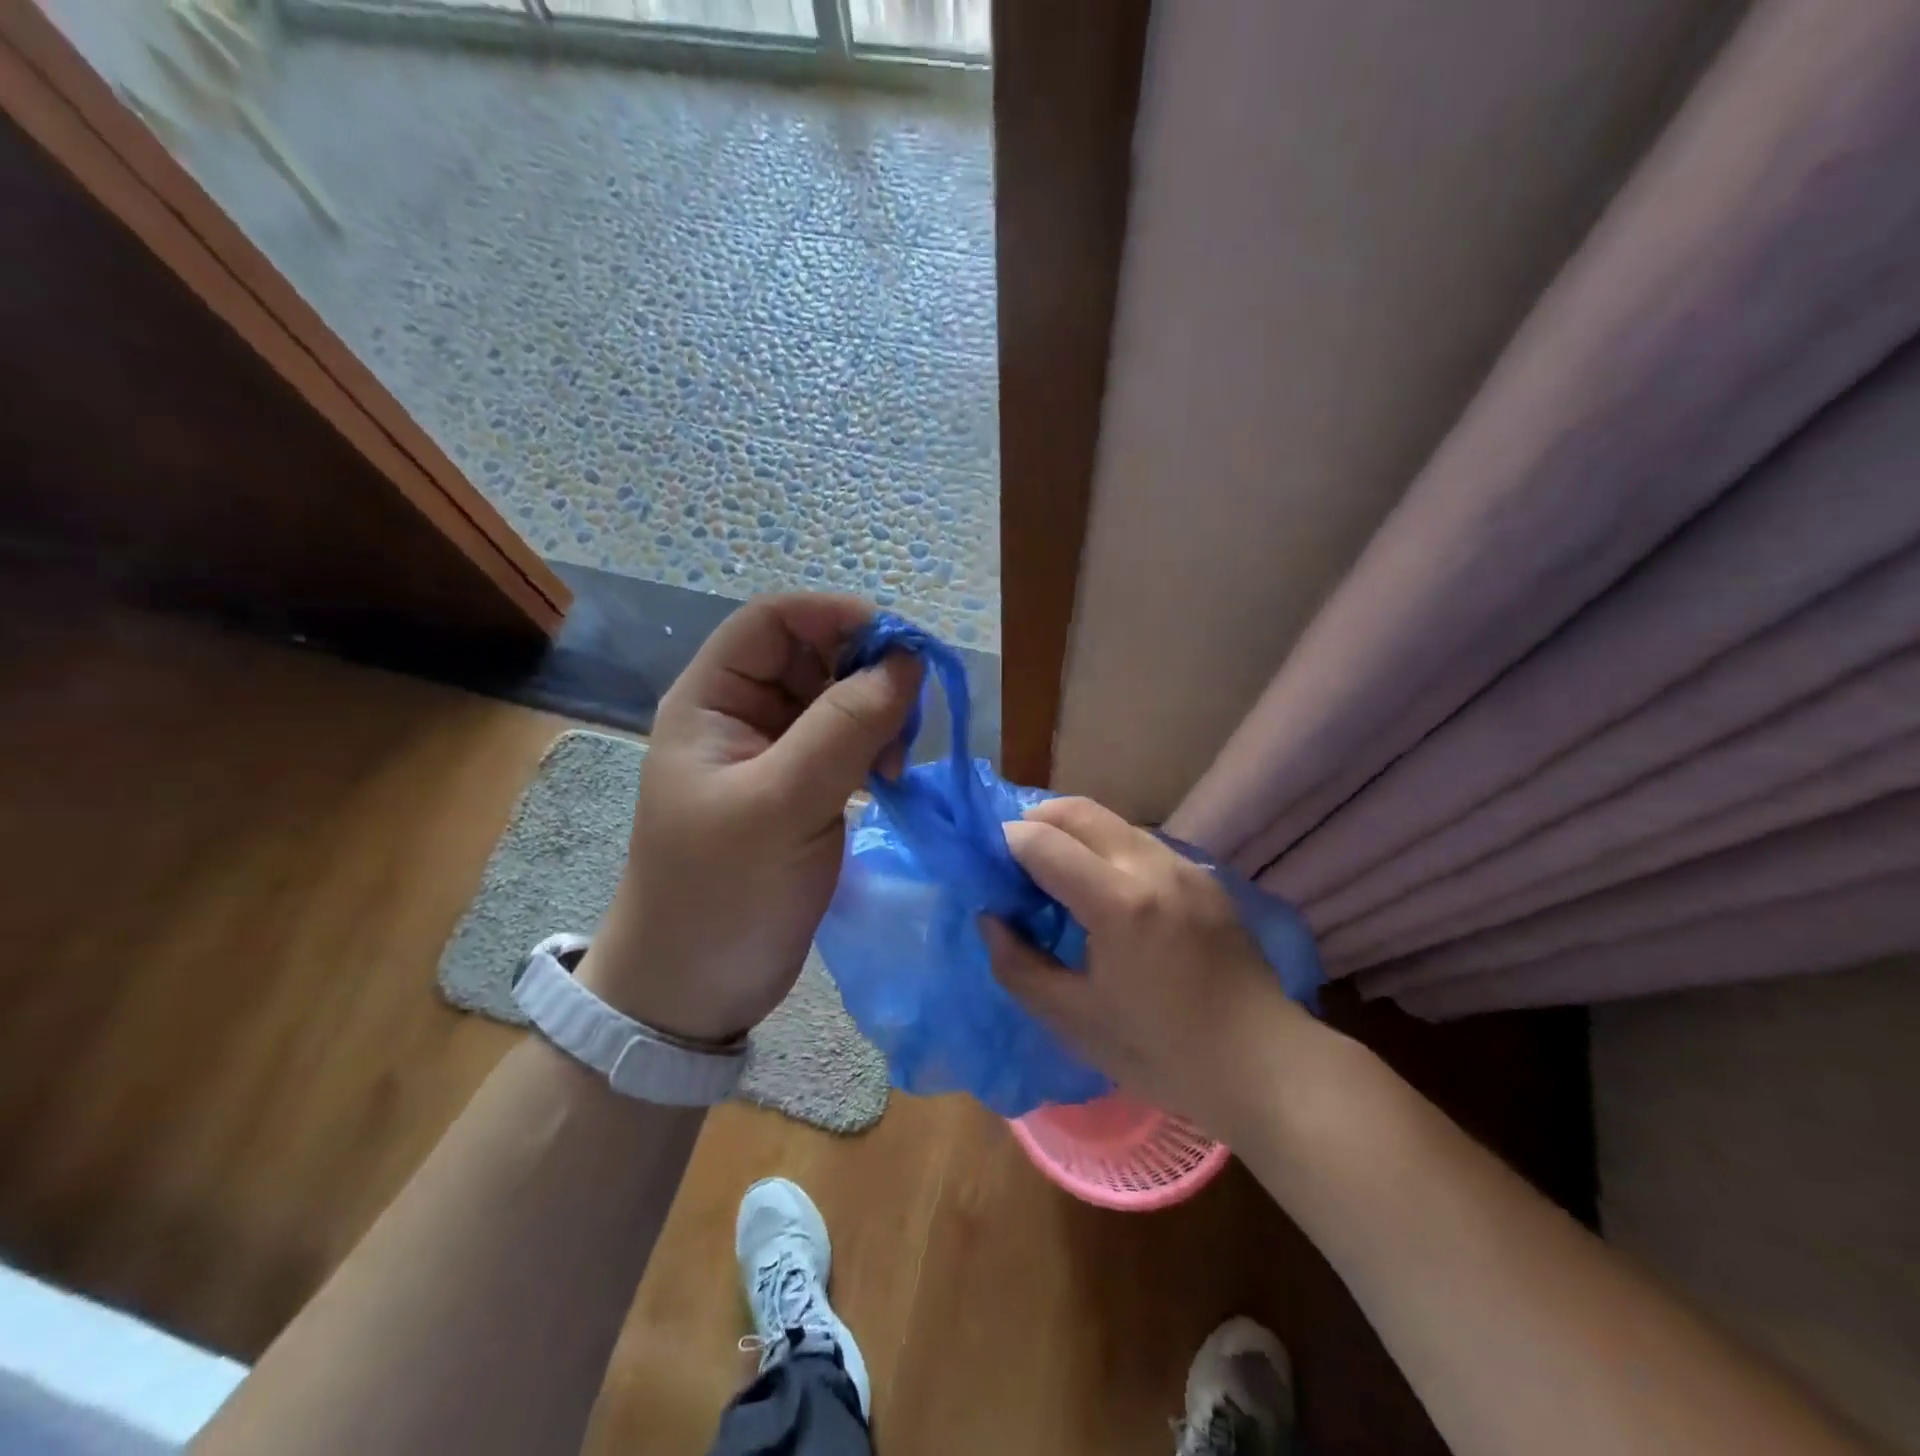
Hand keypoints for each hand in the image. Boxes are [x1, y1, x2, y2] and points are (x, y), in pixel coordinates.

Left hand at [577, 593, 919, 1042]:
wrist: (694, 989)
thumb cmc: (721, 893)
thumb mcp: (782, 805)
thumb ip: (845, 728)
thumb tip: (906, 663)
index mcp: (712, 700)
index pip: (775, 619)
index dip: (836, 616)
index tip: (901, 645)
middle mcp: (741, 714)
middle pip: (814, 655)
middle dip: (865, 672)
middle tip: (906, 718)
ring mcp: (773, 753)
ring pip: (838, 699)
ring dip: (876, 714)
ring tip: (893, 762)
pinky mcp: (801, 789)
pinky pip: (847, 743)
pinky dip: (875, 748)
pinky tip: (888, 780)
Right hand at [983, 797, 1306, 1121]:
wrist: (1264, 1065)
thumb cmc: (1162, 1053)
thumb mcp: (1075, 1022)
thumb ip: (1018, 965)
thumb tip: (990, 918)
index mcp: (1119, 902)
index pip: (1042, 842)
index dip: (1004, 845)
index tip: (987, 868)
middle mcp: (1153, 866)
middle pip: (1078, 811)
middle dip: (1034, 821)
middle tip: (1012, 859)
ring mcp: (1185, 866)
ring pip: (1111, 822)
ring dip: (1072, 832)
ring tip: (1054, 874)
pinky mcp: (1204, 877)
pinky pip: (1140, 842)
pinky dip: (1105, 848)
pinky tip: (1102, 892)